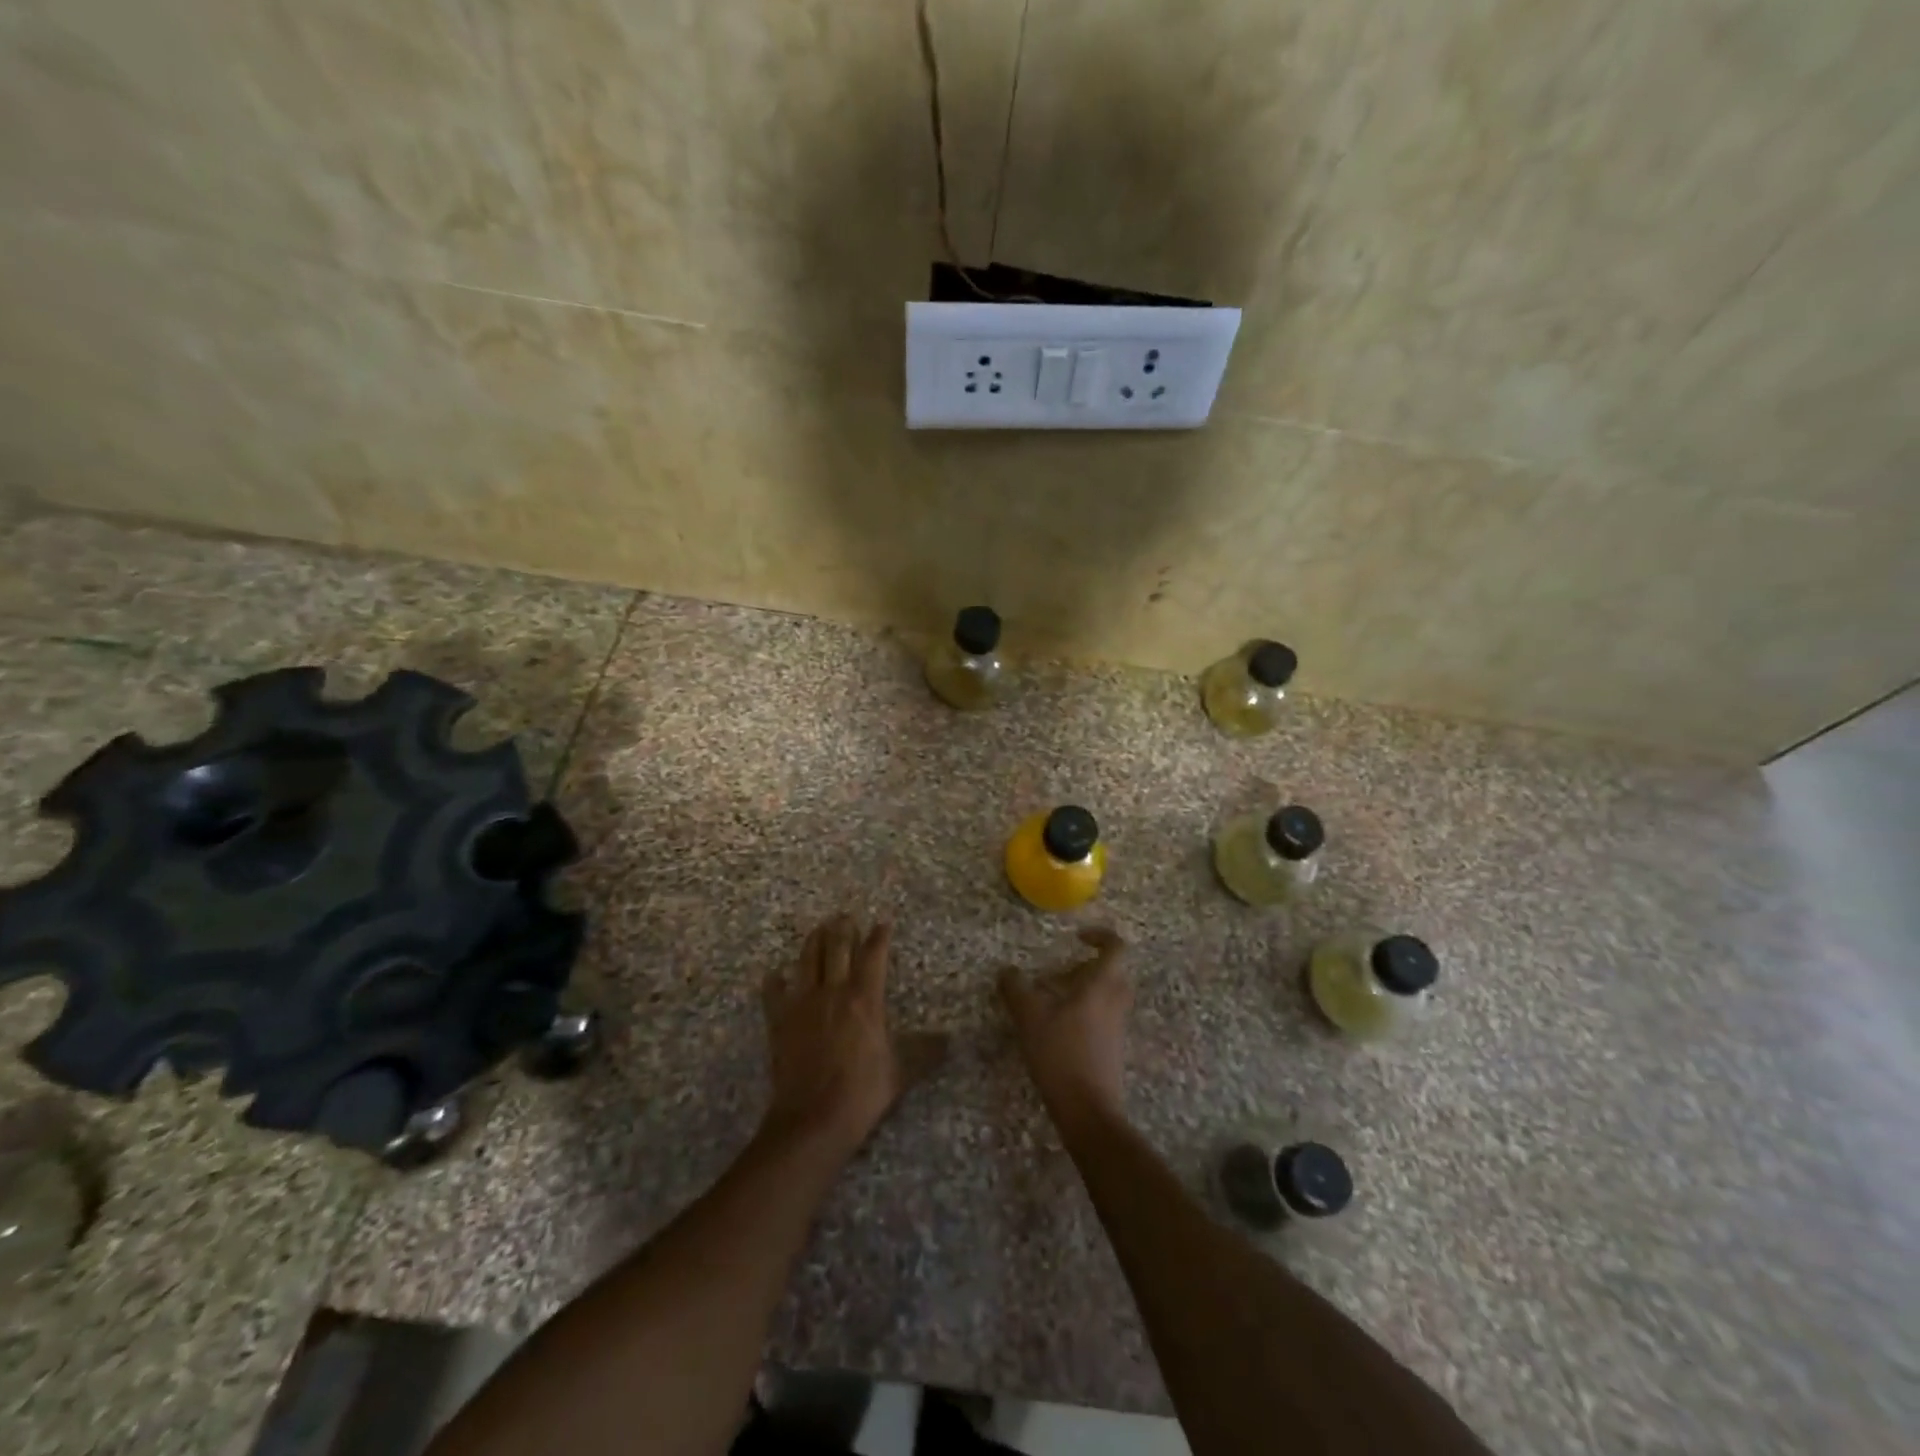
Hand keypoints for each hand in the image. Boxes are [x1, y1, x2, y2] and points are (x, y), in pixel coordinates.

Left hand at [761, 915, 943, 1155]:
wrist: (813, 1119)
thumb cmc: (862, 1092)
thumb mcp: (901, 1071)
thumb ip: (924, 1051)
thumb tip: (949, 1040)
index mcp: (865, 998)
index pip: (873, 955)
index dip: (879, 936)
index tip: (883, 922)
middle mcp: (833, 991)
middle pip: (836, 947)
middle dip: (843, 928)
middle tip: (845, 916)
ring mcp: (802, 1004)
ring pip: (806, 960)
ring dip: (813, 941)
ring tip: (818, 929)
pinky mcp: (779, 1021)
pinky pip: (773, 992)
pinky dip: (775, 980)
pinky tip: (775, 974)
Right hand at [998, 927, 1131, 1128]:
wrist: (1088, 1109)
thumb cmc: (1061, 1053)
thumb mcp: (1029, 1016)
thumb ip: (1016, 988)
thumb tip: (1007, 971)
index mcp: (1102, 985)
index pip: (1116, 947)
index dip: (1100, 936)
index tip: (1077, 937)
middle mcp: (1115, 1001)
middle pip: (1112, 971)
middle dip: (1086, 967)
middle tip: (1058, 974)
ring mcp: (1117, 1026)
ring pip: (1107, 995)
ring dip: (1083, 990)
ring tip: (1051, 1001)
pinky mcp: (1113, 1048)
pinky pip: (1103, 1016)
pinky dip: (1084, 1012)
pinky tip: (1056, 1028)